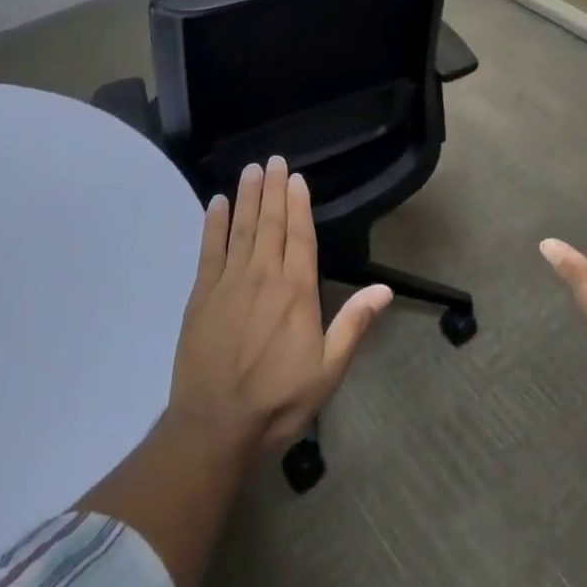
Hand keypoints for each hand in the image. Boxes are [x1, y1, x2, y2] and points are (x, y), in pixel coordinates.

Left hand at [169, 155, 391, 454]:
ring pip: (241, 227)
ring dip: (246, 196)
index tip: (296, 177)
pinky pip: (209, 248)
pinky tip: (216, 203)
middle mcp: (264, 275)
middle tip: (273, 159)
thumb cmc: (278, 400)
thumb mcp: (328, 370)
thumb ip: (354, 324)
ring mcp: (229, 282)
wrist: (214, 427)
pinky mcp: (201, 294)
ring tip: (250, 170)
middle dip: (273, 189)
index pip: (300, 235)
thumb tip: (385, 290)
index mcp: (296, 291)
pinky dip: (213, 223)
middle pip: (270, 222)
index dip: (299, 203)